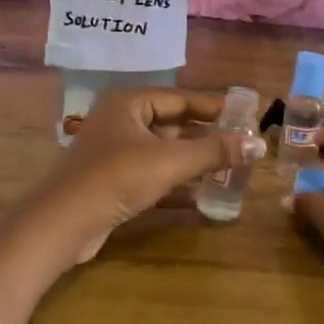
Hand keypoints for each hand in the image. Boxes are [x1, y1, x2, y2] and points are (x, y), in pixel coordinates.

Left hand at [30, 87, 263, 262]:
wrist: (64, 223)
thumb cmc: (118, 177)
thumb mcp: (171, 160)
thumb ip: (215, 151)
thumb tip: (259, 144)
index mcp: (128, 104)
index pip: (179, 99)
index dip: (212, 108)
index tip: (243, 116)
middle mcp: (120, 123)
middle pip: (172, 126)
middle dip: (205, 138)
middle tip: (240, 146)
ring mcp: (114, 155)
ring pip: (163, 154)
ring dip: (193, 164)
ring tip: (229, 171)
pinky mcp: (113, 184)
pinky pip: (152, 177)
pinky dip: (176, 185)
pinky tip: (202, 198)